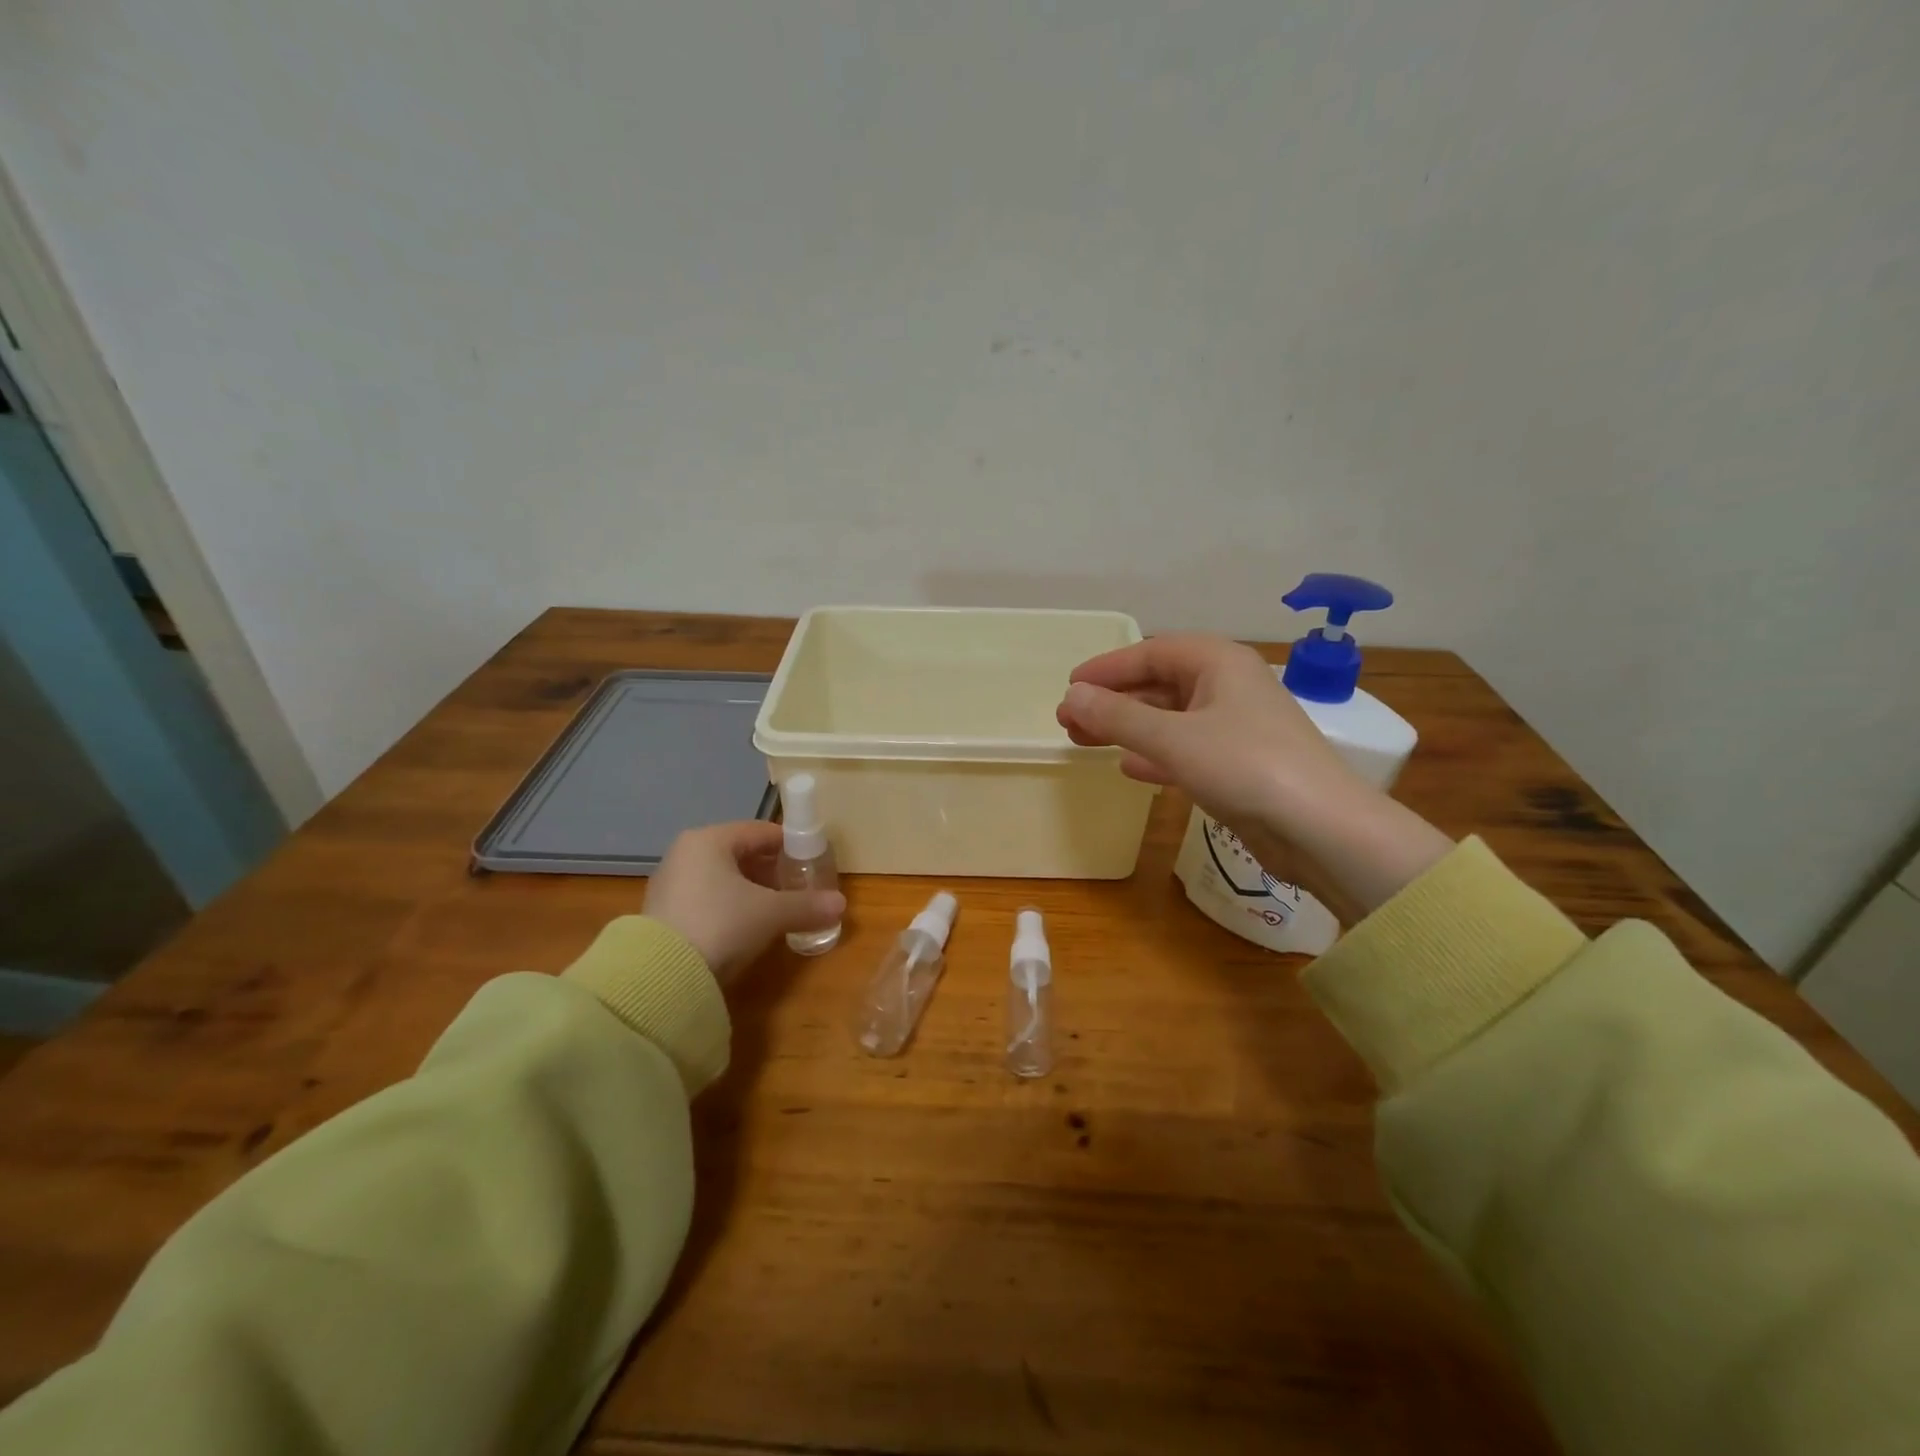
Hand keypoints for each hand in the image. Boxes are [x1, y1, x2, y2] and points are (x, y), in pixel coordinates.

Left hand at [644, 822, 845, 984]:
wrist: (661, 977)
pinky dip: (730, 906)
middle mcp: (685, 854)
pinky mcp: (662, 915)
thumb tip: (840, 904)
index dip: (791, 845)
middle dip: (772, 870)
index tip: (812, 862)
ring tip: (777, 909)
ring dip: (751, 890)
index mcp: (709, 840)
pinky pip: (707, 899)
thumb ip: (807, 905)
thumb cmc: (721, 924)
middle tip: (798, 888)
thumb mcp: (771, 913)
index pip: (761, 831)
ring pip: (723, 878)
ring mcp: (670, 884)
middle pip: (741, 853)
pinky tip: (746, 927)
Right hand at [1058, 634, 1360, 831]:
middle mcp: (1228, 686)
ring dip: (1127, 728)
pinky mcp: (1238, 763)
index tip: (1069, 687)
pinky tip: (1128, 768)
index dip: (1106, 668)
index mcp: (1219, 662)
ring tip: (1084, 742)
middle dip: (1112, 701)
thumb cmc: (1245, 767)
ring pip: (1169, 718)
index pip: (1151, 652)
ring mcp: (1235, 726)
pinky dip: (1154, 754)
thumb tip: (1072, 696)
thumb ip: (1118, 717)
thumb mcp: (1173, 739)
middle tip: (1068, 720)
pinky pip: (1185, 748)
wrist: (1321, 829)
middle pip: (1158, 684)